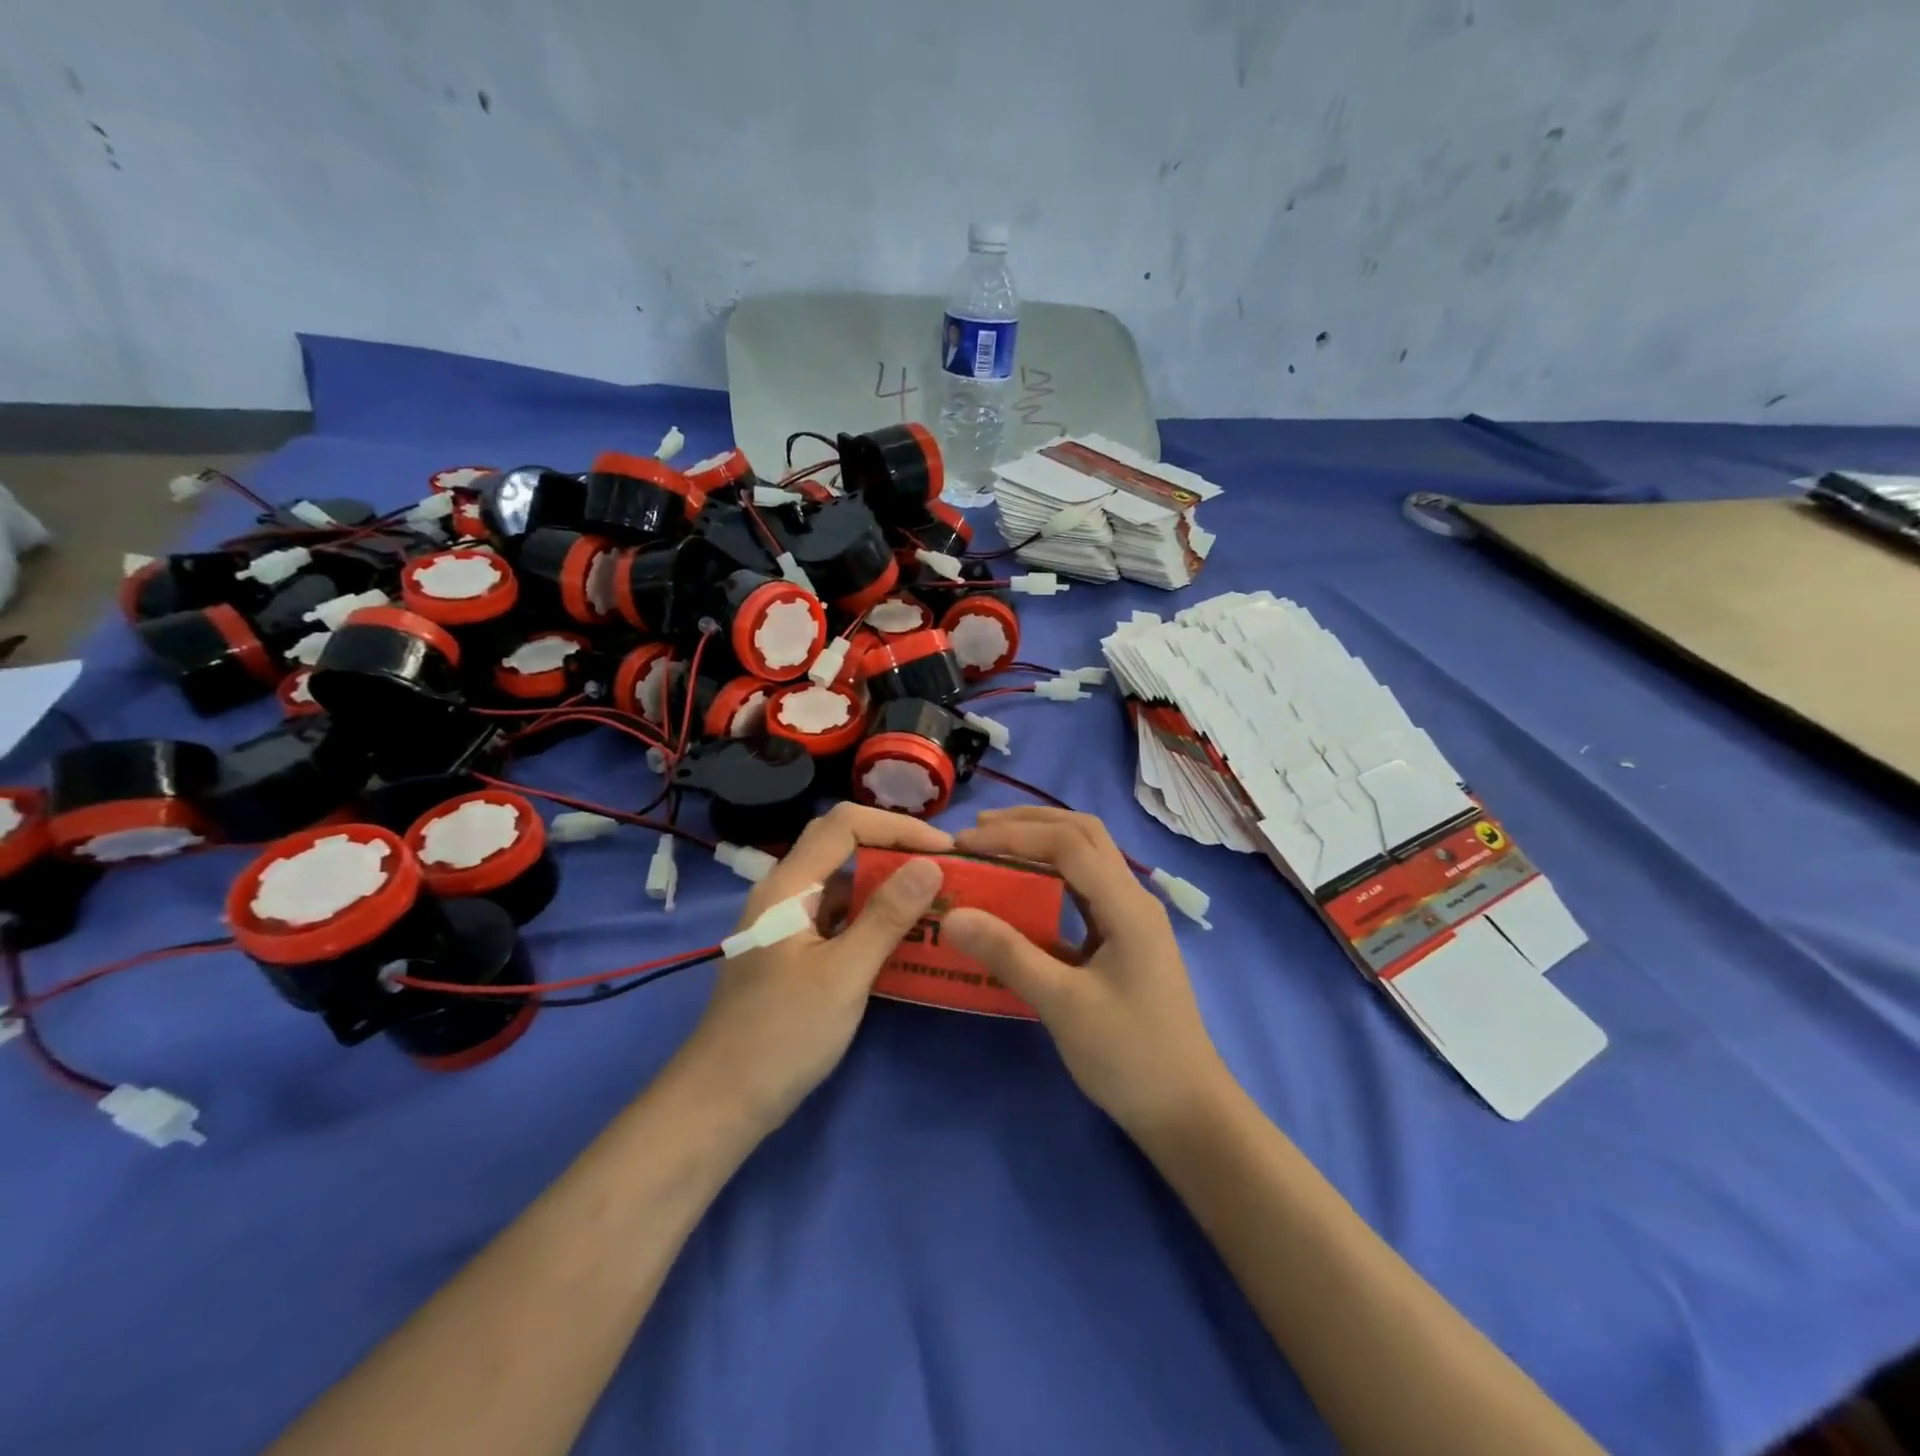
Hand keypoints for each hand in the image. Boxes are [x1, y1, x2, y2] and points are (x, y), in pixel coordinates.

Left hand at [677, 804, 950, 1132]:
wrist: (722, 1103)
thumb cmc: (782, 1035)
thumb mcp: (843, 974)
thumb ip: (886, 916)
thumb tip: (930, 864)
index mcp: (788, 886)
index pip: (845, 825)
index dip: (898, 827)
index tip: (946, 849)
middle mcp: (785, 893)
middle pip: (842, 846)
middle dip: (894, 848)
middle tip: (943, 867)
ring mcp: (788, 923)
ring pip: (843, 884)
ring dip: (887, 884)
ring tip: (934, 897)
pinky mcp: (795, 952)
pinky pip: (840, 917)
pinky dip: (873, 917)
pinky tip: (905, 936)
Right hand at [944, 808, 1228, 1137]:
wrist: (1186, 1111)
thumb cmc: (1129, 1056)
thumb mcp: (1063, 1005)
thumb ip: (1009, 954)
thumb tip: (953, 914)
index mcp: (1127, 905)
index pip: (1067, 842)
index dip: (1014, 834)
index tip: (965, 844)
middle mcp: (1133, 899)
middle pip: (1084, 834)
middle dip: (1031, 823)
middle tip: (978, 831)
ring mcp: (1131, 919)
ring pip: (1087, 858)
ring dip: (1042, 843)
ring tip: (994, 848)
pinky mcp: (1123, 941)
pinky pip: (1084, 890)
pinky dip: (1051, 876)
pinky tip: (1022, 893)